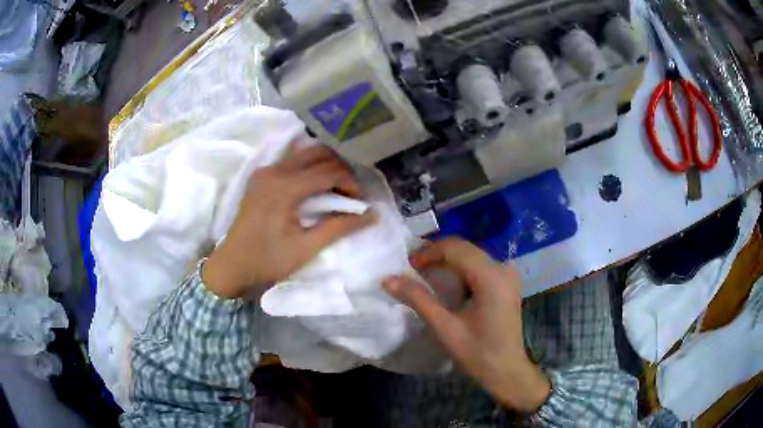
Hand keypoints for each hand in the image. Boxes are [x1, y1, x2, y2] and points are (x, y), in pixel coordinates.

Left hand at [203, 144, 374, 298]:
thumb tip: (372, 214)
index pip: (327, 172)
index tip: (361, 200)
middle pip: (317, 154)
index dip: (350, 182)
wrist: (231, 266)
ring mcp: (264, 171)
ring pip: (304, 154)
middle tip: (351, 191)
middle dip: (340, 169)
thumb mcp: (306, 248)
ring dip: (325, 165)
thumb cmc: (268, 261)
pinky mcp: (260, 176)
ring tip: (336, 188)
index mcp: (284, 188)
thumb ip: (339, 227)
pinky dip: (309, 168)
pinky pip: (291, 161)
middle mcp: (273, 171)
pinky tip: (315, 185)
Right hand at [383, 239, 549, 412]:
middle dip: (436, 254)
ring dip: (447, 260)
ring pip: (471, 255)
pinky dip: (459, 269)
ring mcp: (507, 274)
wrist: (506, 371)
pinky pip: (479, 265)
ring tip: (424, 273)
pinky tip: (446, 282)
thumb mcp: (445, 327)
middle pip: (464, 248)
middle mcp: (502, 268)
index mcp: (491, 276)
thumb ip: (418, 299)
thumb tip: (388, 279)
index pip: (455, 249)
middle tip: (412, 268)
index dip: (428, 252)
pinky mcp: (506, 283)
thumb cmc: (477, 353)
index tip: (407, 265)